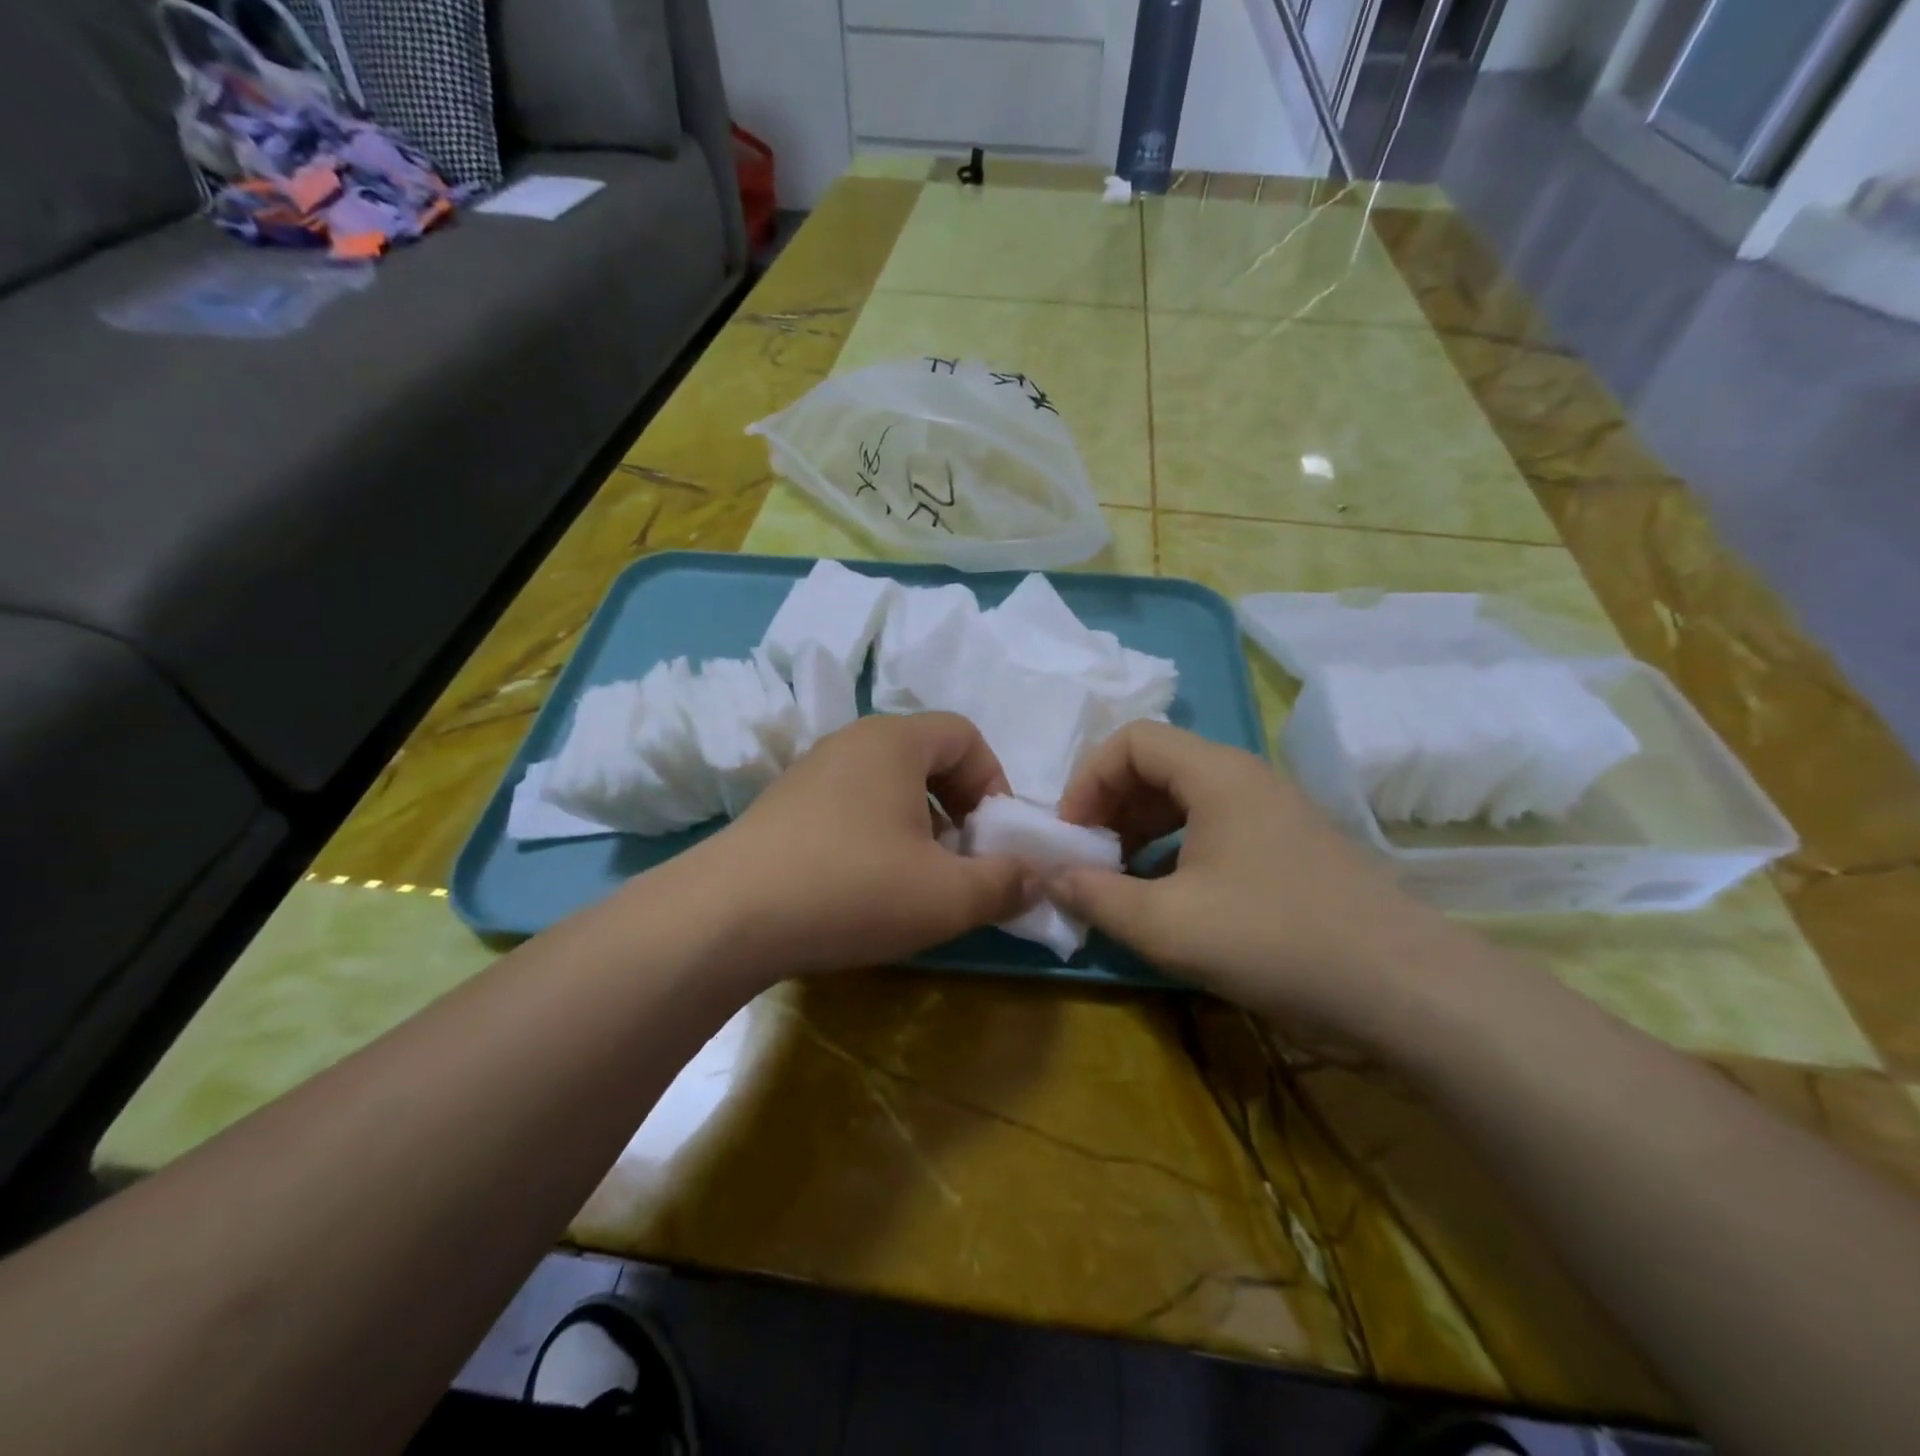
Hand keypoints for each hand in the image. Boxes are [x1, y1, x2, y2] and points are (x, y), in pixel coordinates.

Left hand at [688, 713, 1032, 977]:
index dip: (994, 782)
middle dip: (958, 807)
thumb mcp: (947, 895)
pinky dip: (876, 835)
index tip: (994, 837)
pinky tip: (864, 887)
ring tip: (915, 879)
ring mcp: (810, 772)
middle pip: (927, 757)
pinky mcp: (782, 806)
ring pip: (887, 784)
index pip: (965, 734)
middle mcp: (851, 741)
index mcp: (895, 740)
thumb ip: (1005, 883)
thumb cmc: (851, 888)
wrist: (725, 917)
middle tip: (960, 861)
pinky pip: (850, 805)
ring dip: (918, 825)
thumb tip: (1035, 877)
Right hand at [1050, 720, 1445, 1029]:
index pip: (1132, 740)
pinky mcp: (1289, 848)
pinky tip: (1169, 897)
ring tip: (1121, 879)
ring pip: (1186, 798)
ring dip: (1141, 830)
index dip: (1088, 779)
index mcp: (1216, 774)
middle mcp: (1245, 779)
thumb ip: (1096, 896)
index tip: (1071, 834)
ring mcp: (1273, 813)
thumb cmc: (1276, 939)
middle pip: (1158, 765)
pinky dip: (1176, 850)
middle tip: (1089, 858)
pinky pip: (1214, 828)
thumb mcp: (1167, 924)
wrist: (1406, 990)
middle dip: (1111, 806)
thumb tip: (1047, 876)